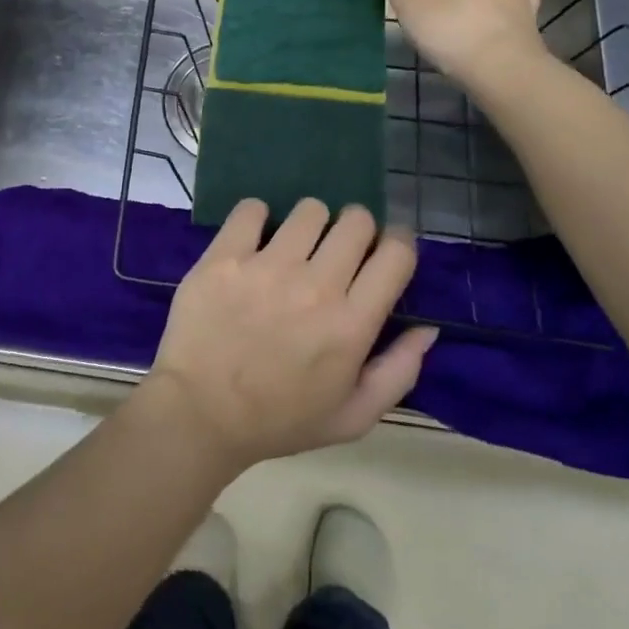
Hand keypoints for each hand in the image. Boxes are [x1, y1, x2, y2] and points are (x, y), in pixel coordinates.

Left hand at [138, 199, 437, 472]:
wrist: (201, 412)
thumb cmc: (280, 419)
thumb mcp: (352, 416)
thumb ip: (398, 371)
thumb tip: (427, 327)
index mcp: (351, 324)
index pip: (396, 255)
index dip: (398, 243)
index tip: (386, 249)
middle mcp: (315, 286)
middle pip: (356, 221)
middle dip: (356, 228)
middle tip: (338, 248)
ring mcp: (267, 266)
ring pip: (309, 209)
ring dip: (310, 224)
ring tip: (295, 245)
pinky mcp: (225, 256)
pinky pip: (252, 209)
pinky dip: (258, 217)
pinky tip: (255, 239)